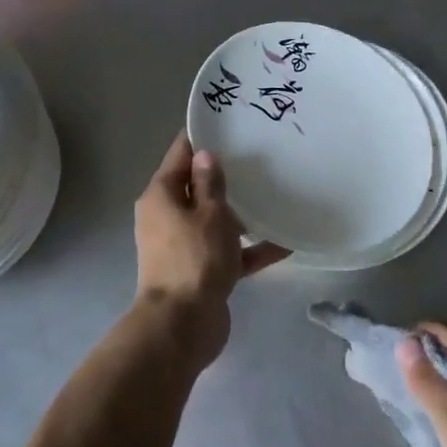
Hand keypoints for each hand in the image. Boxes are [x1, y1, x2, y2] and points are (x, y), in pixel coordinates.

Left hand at [132, 133, 286, 367]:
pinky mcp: (200, 271)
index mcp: (161, 196)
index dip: (202, 136)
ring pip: (214, 220)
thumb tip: (206, 155)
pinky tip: (285, 243)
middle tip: (261, 156)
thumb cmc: (195, 258)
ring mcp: (183, 246)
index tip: (229, 121)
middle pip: (197, 187)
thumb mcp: (209, 213)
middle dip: (226, 175)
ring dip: (241, 213)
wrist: (184, 324)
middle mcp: (167, 217)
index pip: (180, 154)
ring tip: (276, 194)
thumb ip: (211, 183)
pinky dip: (250, 248)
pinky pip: (228, 252)